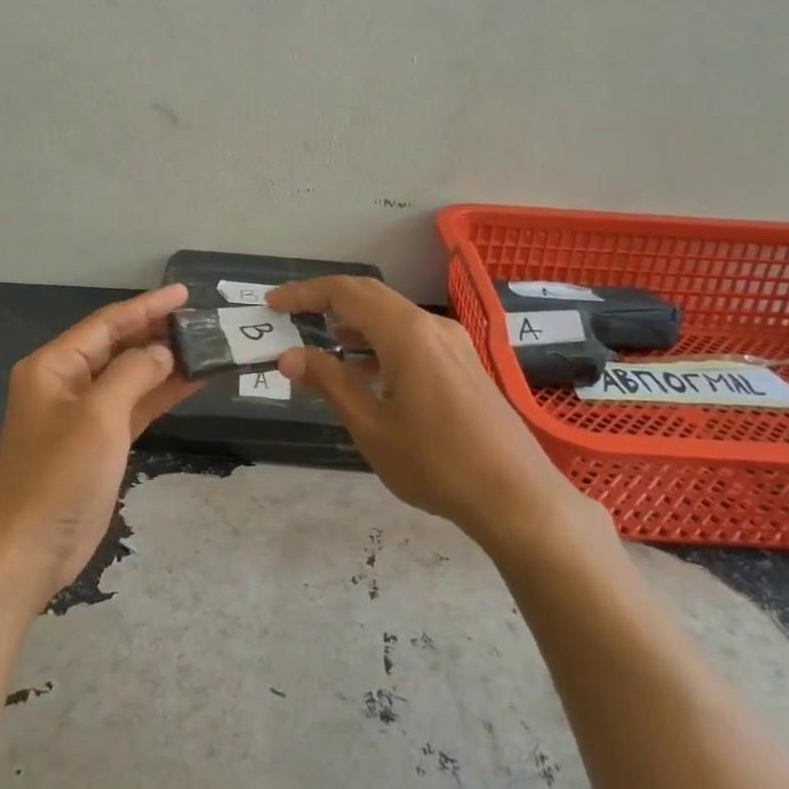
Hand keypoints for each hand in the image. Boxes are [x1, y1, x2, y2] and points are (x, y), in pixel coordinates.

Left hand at [0, 284, 200, 609]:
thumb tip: (163, 351)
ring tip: (206, 347)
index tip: (185, 294)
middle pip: (117, 346)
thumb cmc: (59, 476)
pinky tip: (192, 383)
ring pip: (129, 376)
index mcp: (53, 366)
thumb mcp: (98, 416)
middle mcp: (65, 383)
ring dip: (164, 364)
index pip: (106, 324)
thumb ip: (133, 373)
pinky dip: (160, 395)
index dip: (147, 307)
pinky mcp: (97, 442)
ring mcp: (82, 414)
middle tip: (203, 322)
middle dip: (157, 333)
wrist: (28, 549)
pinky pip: (133, 406)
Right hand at [268, 276, 603, 552]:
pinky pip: (413, 337)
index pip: (346, 292)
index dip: (305, 294)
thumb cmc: (435, 462)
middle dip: (326, 302)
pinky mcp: (464, 364)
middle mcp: (432, 326)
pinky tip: (367, 373)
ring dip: (354, 325)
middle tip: (289, 319)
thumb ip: (330, 382)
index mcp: (407, 333)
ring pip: (393, 317)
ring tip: (322, 350)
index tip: (273, 305)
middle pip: (371, 296)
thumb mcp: (371, 426)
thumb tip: (290, 356)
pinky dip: (380, 343)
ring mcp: (454, 344)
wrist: (516, 496)